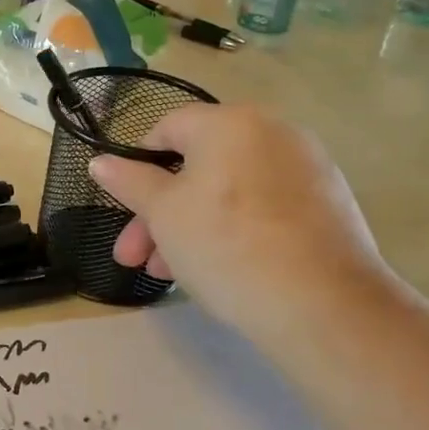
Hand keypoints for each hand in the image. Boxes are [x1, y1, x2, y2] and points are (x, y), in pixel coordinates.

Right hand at [87, 104, 397, 338]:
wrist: (326, 307)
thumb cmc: (227, 246)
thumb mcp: (163, 214)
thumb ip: (129, 181)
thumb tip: (100, 161)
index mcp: (229, 122)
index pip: (167, 128)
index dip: (137, 166)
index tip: (126, 209)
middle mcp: (271, 132)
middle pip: (197, 165)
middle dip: (159, 212)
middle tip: (135, 257)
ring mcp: (305, 168)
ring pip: (228, 191)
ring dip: (190, 226)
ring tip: (169, 275)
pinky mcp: (328, 204)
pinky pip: (263, 206)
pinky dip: (235, 228)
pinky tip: (220, 268)